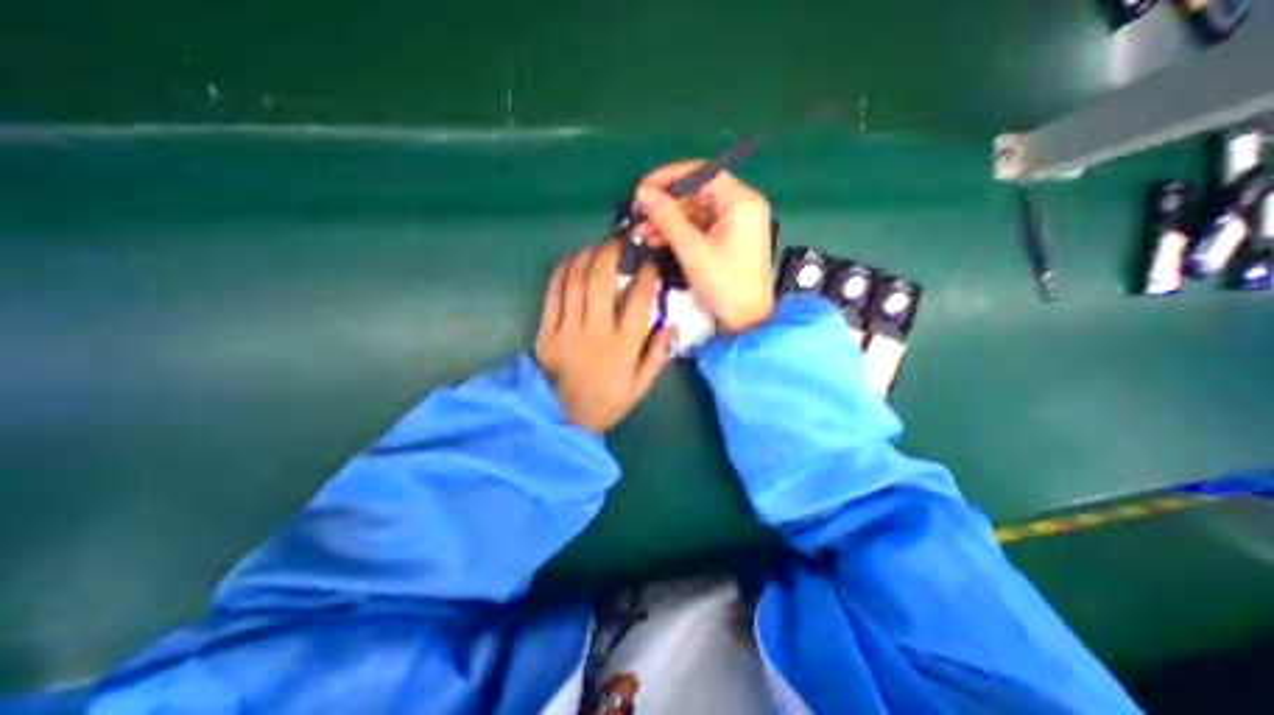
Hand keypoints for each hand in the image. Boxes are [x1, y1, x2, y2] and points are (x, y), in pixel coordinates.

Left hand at [537, 241, 675, 433]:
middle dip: (612, 251)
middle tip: (620, 239)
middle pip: (602, 280)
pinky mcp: (546, 330)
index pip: (638, 299)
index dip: (646, 273)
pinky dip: (562, 271)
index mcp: (623, 346)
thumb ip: (657, 356)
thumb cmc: (606, 402)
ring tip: (597, 244)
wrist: (561, 418)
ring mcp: (567, 329)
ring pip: (577, 280)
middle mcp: (596, 331)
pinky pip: (553, 293)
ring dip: (588, 255)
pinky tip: (571, 258)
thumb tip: (669, 324)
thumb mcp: (640, 387)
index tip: (650, 259)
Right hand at [630, 163, 769, 332]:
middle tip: (637, 214)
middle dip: (665, 205)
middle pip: (697, 193)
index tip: (641, 189)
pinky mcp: (728, 239)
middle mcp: (741, 205)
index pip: (702, 174)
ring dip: (668, 221)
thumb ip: (667, 218)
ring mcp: (735, 223)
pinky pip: (700, 228)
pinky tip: (655, 239)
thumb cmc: (724, 284)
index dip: (668, 178)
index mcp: (741, 201)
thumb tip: (641, 192)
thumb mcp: (692, 249)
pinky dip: (679, 233)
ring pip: (695, 212)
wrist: (746, 321)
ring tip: (640, 231)